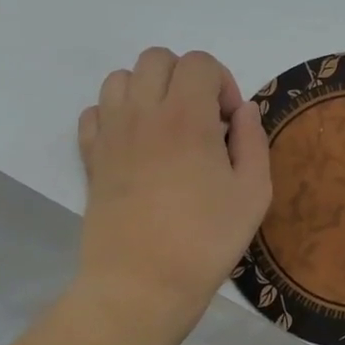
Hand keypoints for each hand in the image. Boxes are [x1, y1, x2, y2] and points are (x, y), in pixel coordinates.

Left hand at [75, 48, 271, 339]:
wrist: (141, 284)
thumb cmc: (205, 241)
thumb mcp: (253, 194)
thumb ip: (253, 142)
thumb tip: (243, 111)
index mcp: (187, 117)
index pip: (199, 63)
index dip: (222, 83)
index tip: (229, 123)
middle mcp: (143, 113)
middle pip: (157, 59)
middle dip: (185, 78)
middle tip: (201, 121)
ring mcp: (110, 134)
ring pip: (120, 78)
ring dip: (148, 91)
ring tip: (166, 128)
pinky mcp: (91, 158)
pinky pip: (94, 112)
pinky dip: (115, 115)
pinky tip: (135, 145)